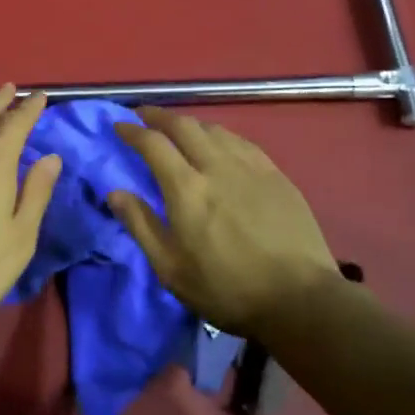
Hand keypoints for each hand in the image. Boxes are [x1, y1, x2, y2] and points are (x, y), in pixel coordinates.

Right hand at [109, 108, 341, 336]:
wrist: (300, 299)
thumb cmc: (227, 289)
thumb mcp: (171, 269)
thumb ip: (140, 225)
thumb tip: (114, 192)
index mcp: (186, 188)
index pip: (153, 144)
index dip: (132, 131)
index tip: (119, 125)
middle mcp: (216, 166)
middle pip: (184, 125)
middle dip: (159, 116)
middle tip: (144, 116)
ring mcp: (250, 167)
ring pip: (214, 129)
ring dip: (190, 124)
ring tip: (179, 129)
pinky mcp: (276, 174)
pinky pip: (241, 141)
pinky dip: (220, 135)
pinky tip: (220, 143)